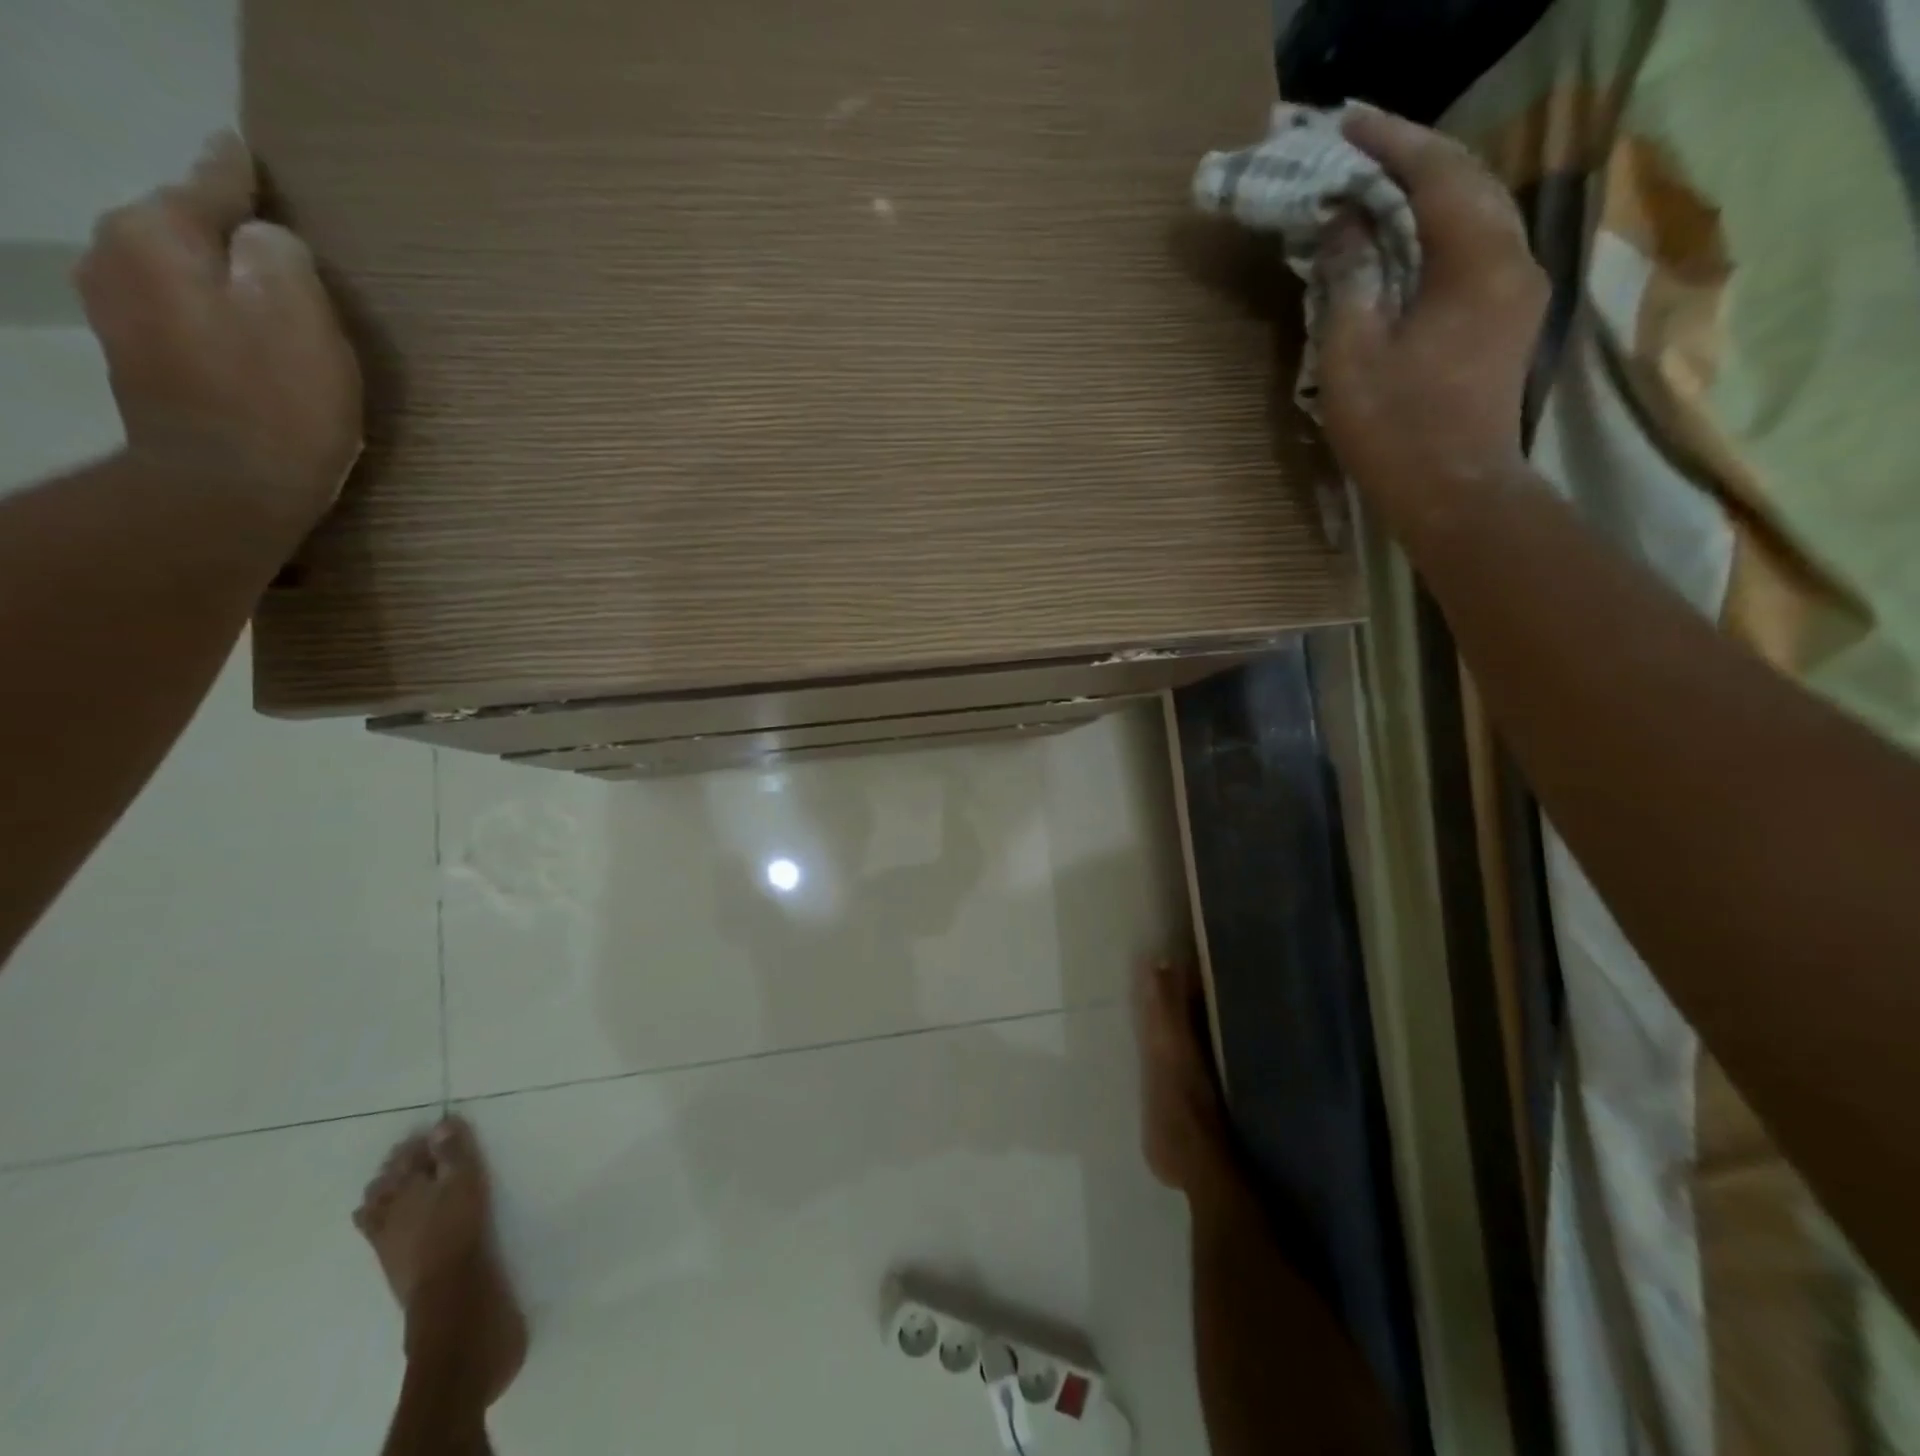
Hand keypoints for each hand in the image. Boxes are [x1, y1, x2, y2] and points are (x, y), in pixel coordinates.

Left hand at [75, 131, 362, 555]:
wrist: (228, 489)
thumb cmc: (278, 400)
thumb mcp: (302, 315)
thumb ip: (282, 255)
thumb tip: (267, 242)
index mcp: (158, 236)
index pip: (206, 185)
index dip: (234, 172)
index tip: (240, 148)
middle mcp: (117, 258)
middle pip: (183, 226)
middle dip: (225, 230)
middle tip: (273, 238)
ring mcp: (118, 312)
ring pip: (177, 270)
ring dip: (217, 276)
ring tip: (259, 288)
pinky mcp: (138, 360)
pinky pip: (178, 312)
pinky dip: (209, 313)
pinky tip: (239, 334)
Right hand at [1317, 106, 1547, 536]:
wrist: (1456, 492)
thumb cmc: (1396, 429)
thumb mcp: (1352, 355)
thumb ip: (1349, 279)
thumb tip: (1345, 222)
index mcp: (1475, 261)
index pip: (1437, 173)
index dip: (1390, 143)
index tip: (1344, 125)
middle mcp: (1512, 259)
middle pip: (1467, 182)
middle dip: (1412, 157)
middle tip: (1358, 148)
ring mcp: (1516, 290)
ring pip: (1475, 213)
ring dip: (1426, 192)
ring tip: (1376, 185)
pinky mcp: (1506, 318)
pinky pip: (1474, 249)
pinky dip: (1437, 230)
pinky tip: (1405, 238)